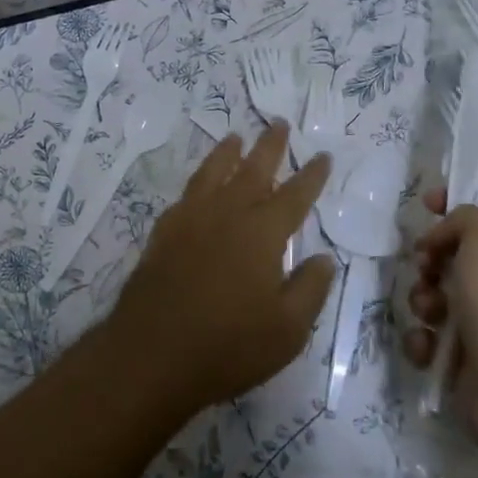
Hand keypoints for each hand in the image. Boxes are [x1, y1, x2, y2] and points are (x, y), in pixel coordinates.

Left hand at [105, 121, 335, 415]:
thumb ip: (310, 289)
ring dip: (227, 152)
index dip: (311, 175)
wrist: (152, 354)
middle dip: (269, 146)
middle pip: (252, 170)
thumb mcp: (288, 330)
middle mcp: (227, 214)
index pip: (294, 196)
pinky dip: (198, 180)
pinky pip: (186, 194)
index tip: (323, 155)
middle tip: (279, 123)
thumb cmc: (228, 346)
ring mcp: (190, 220)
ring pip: (213, 173)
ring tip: (236, 137)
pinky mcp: (163, 233)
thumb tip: (325, 258)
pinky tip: (199, 184)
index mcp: (262, 233)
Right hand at [403, 189, 477, 455]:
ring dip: (421, 300)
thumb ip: (465, 218)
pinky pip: (429, 338)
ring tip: (428, 313)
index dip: (456, 203)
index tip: (426, 204)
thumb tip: (443, 239)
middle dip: (429, 257)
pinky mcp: (463, 360)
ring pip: (435, 296)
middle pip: (453, 255)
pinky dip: (422, 340)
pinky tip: (428, 346)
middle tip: (425, 267)